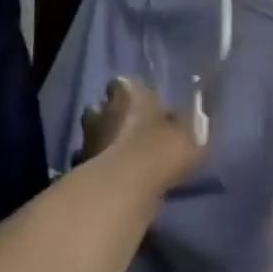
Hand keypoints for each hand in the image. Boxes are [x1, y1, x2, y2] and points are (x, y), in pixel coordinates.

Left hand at [79, 76, 204, 192]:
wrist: (123, 188)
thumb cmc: (161, 152)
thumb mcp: (192, 140)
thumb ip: (188, 131)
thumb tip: (187, 128)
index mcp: (129, 93)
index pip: (126, 84)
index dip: (137, 96)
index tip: (152, 109)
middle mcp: (103, 108)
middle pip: (108, 107)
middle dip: (121, 117)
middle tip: (141, 135)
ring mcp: (88, 137)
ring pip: (99, 133)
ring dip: (111, 142)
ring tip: (131, 160)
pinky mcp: (80, 164)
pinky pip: (95, 160)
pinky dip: (104, 166)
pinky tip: (121, 178)